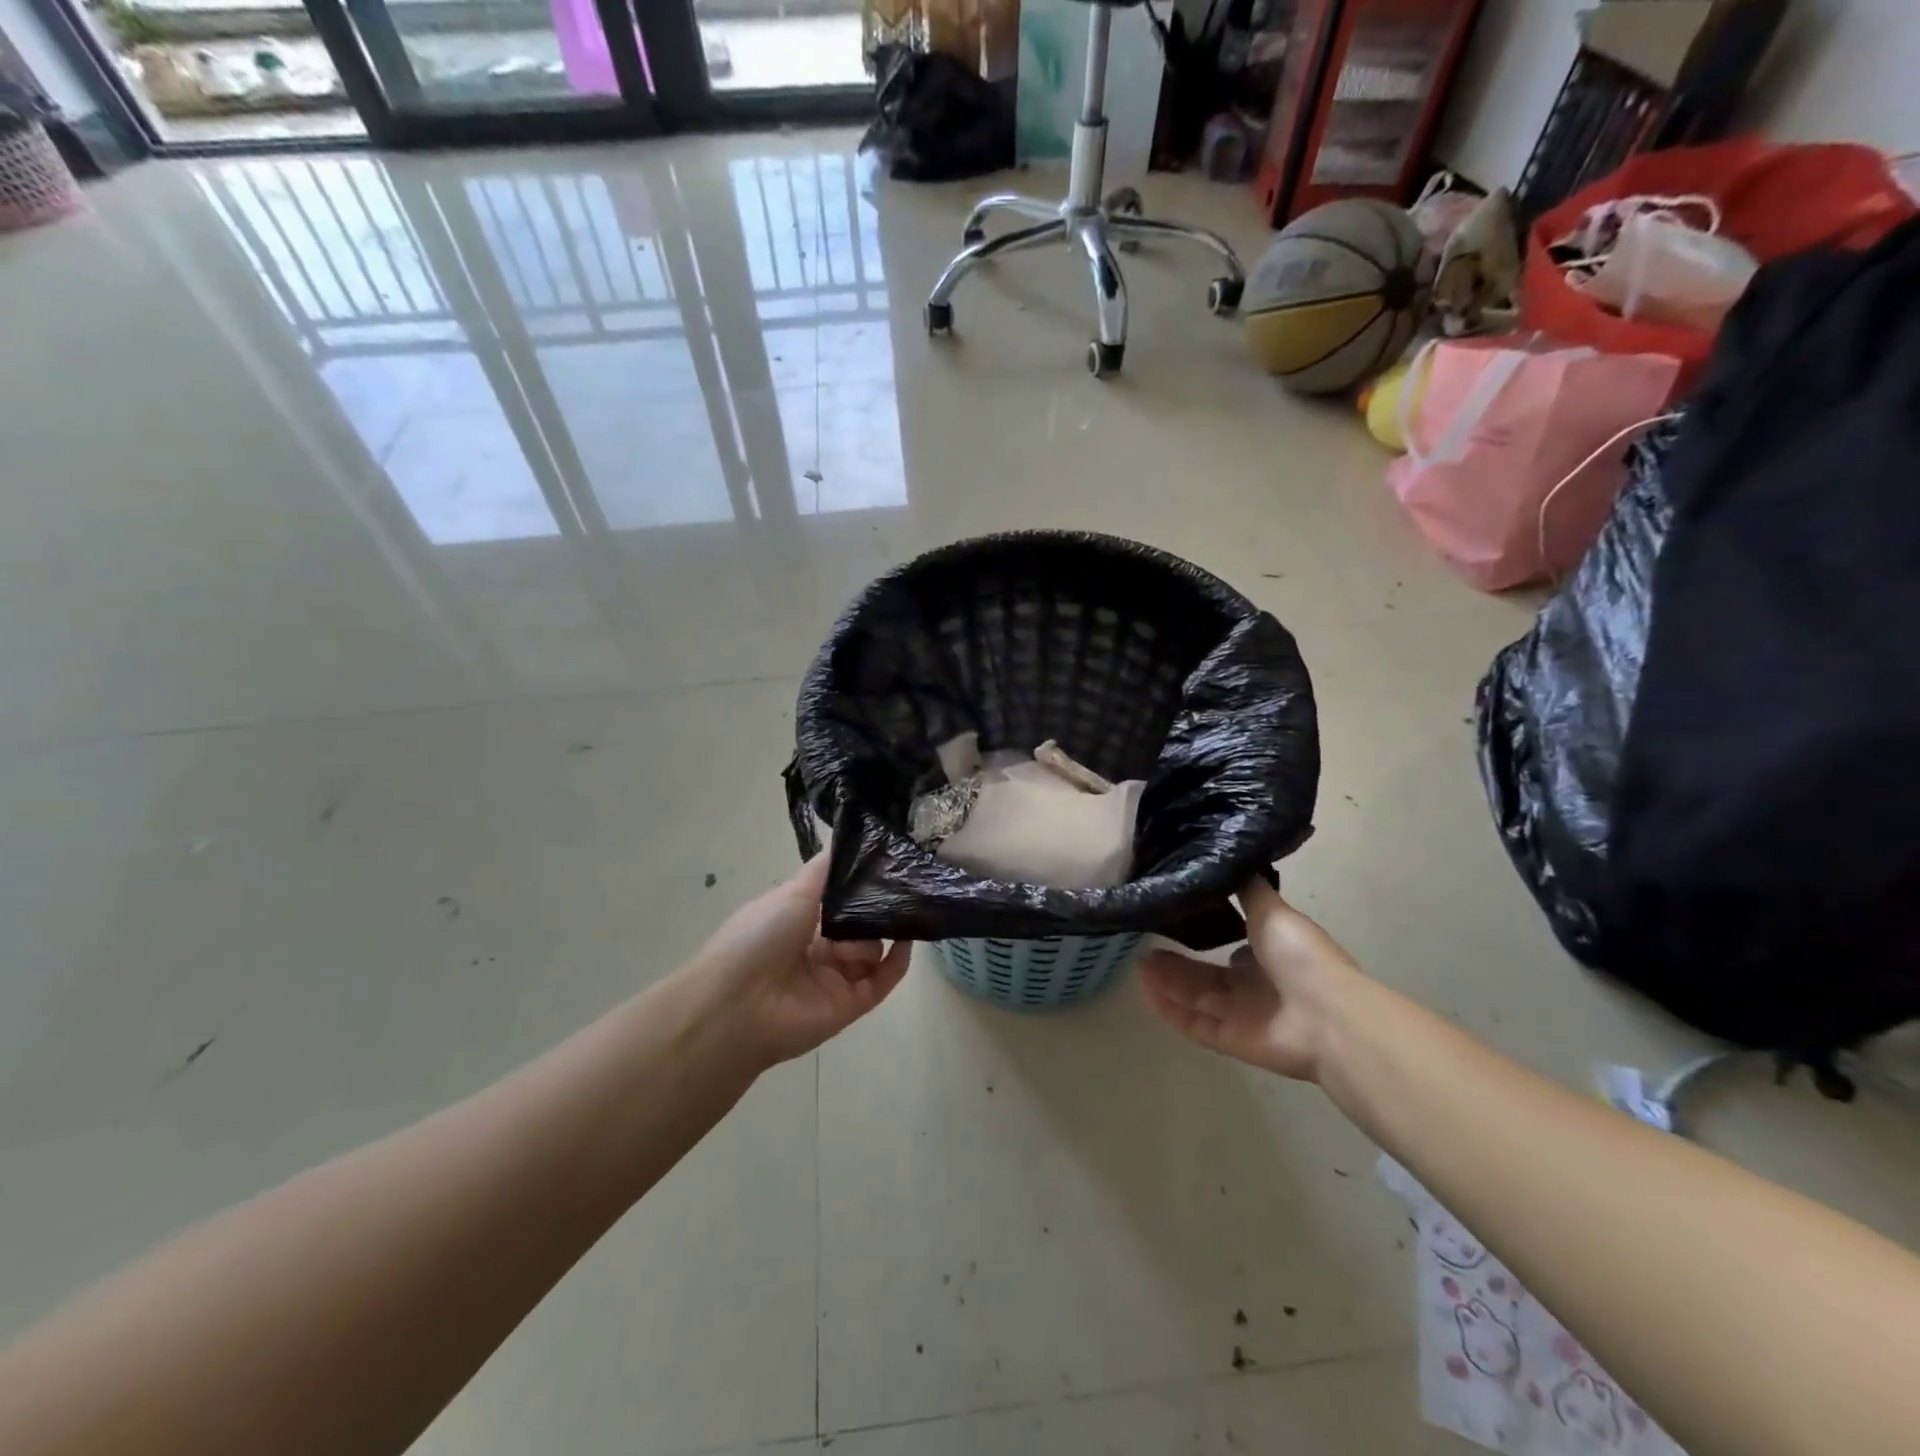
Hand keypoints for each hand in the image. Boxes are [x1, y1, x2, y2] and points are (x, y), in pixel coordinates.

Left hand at [680, 854, 910, 1069]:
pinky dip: (898, 961)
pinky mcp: (851, 1005)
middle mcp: (818, 949)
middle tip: (895, 893)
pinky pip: (883, 981)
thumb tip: (846, 839)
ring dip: (871, 938)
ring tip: (852, 941)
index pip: (840, 902)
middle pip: (860, 925)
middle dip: (874, 911)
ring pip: (873, 950)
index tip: (886, 866)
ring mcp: (836, 979)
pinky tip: (906, 941)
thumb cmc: (760, 937)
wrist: (740, 1003)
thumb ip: (824, 870)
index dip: (860, 887)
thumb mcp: (792, 892)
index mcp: (799, 922)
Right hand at [1139, 877, 1360, 1081]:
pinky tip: (1146, 993)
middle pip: (1206, 974)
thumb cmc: (1301, 957)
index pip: (1231, 945)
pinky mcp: (1231, 1041)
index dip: (1203, 934)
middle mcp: (1255, 985)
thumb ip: (1246, 889)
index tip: (1172, 918)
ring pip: (1196, 997)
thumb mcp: (1272, 910)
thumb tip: (1227, 859)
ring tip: (1138, 964)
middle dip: (1175, 961)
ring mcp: (1242, 1016)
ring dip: (1167, 982)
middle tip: (1143, 945)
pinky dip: (1170, 1011)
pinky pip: (1194, 1025)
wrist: (1326, 1017)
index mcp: (1269, 954)